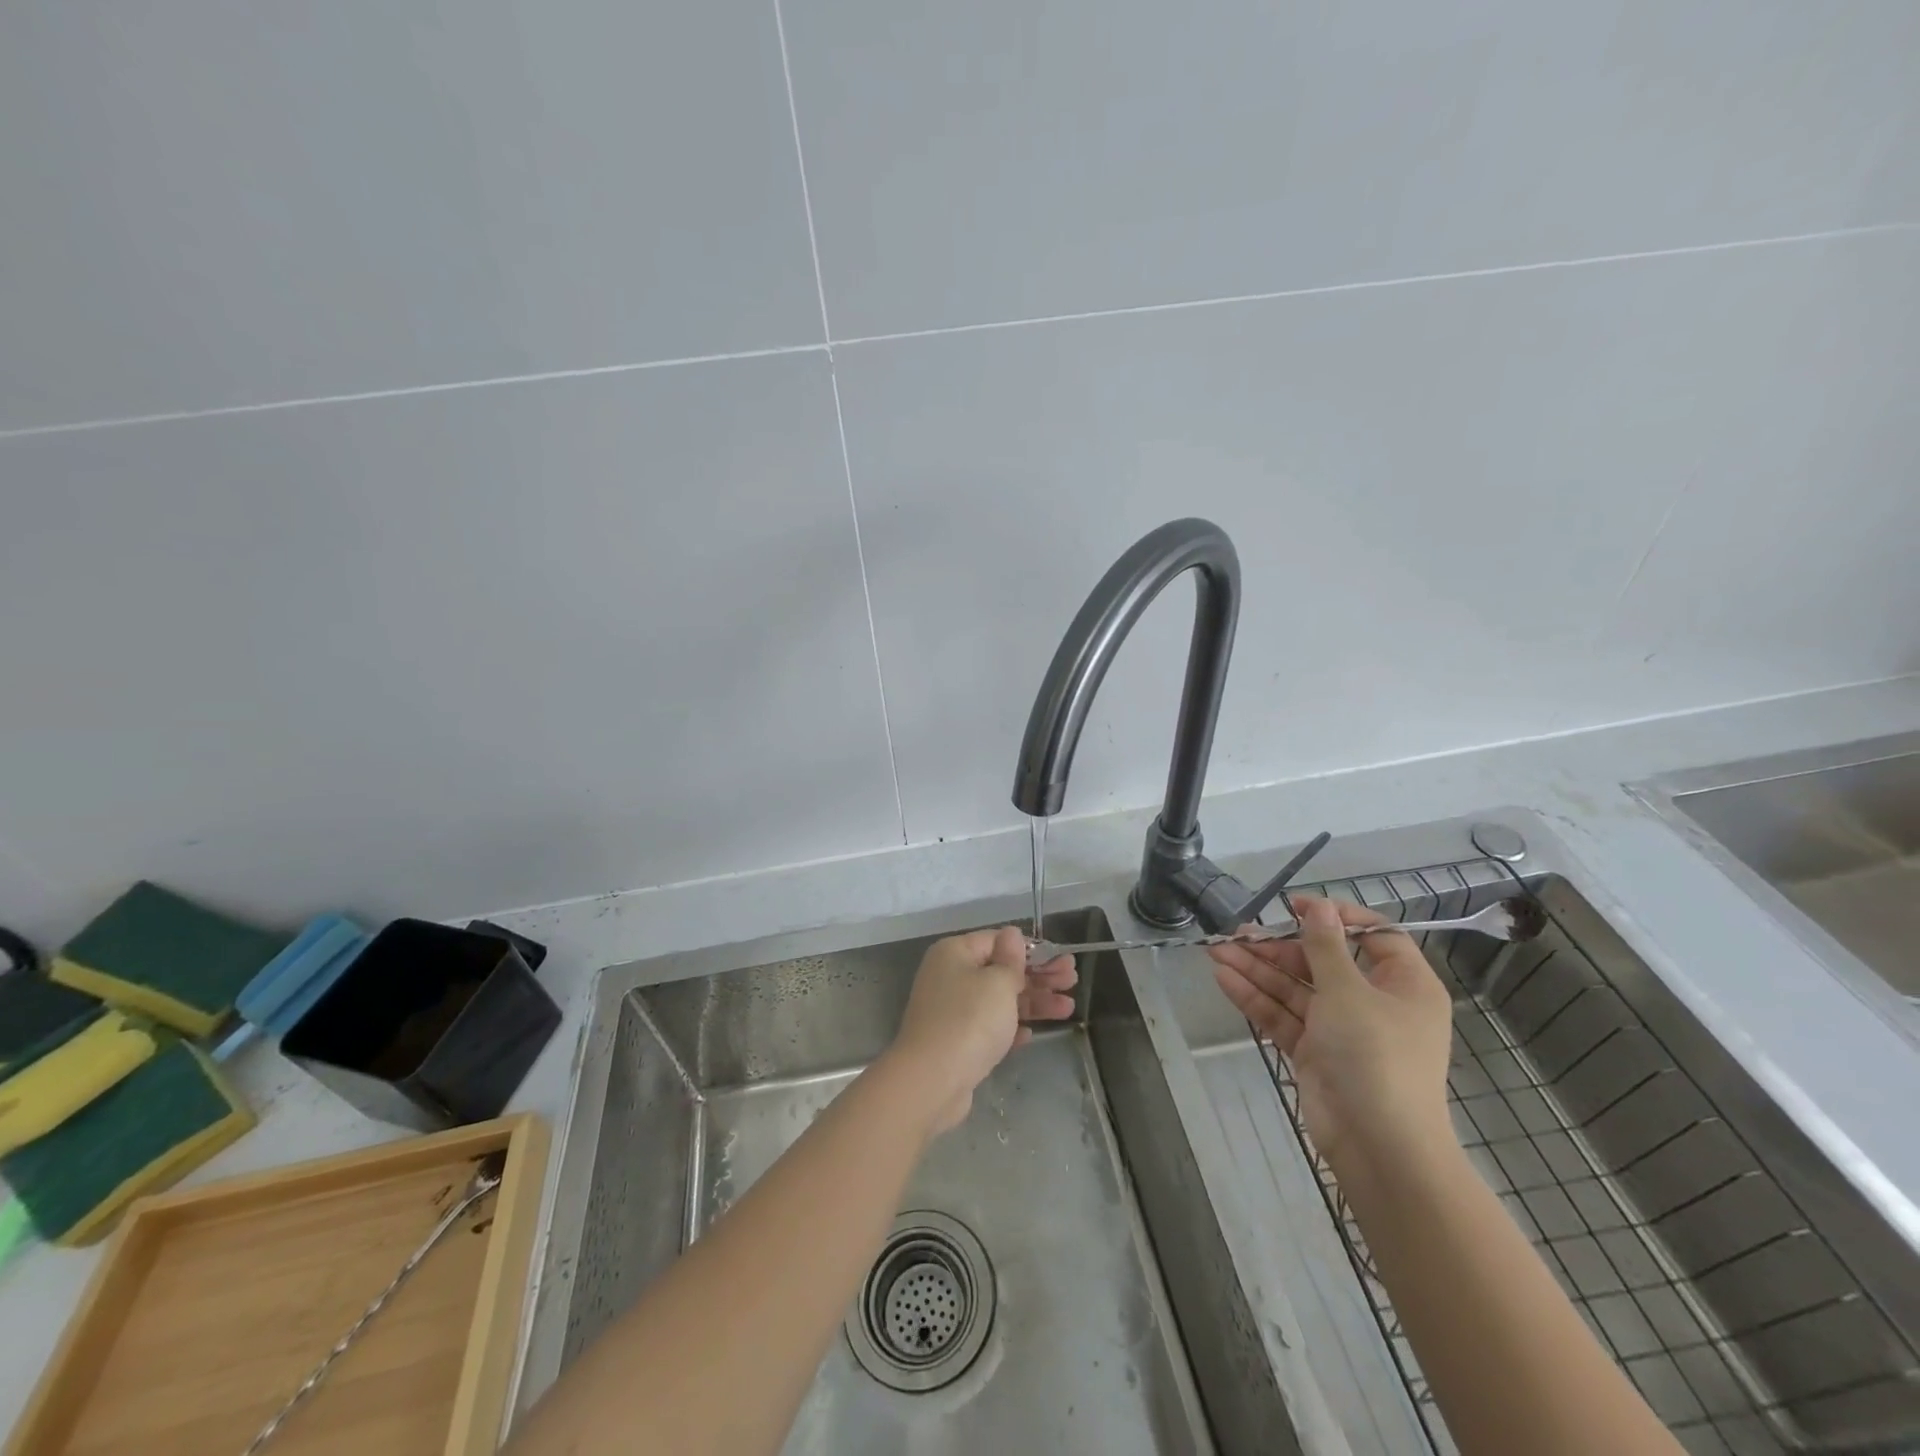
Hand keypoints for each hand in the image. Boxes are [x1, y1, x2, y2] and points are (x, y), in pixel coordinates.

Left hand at [884, 926, 1077, 1134]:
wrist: (932, 1081)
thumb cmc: (969, 1020)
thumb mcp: (998, 983)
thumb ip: (1011, 959)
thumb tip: (1012, 934)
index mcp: (955, 953)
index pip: (997, 940)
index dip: (1030, 948)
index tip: (1060, 958)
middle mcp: (950, 976)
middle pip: (1000, 970)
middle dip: (1038, 975)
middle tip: (1072, 980)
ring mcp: (952, 1010)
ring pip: (999, 1000)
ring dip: (1033, 1002)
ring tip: (1068, 1008)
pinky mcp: (956, 1041)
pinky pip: (989, 1027)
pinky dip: (1010, 1027)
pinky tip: (1031, 1034)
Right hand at [1209, 896, 1454, 1178]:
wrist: (1379, 1146)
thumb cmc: (1376, 1056)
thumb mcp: (1349, 991)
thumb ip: (1325, 946)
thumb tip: (1318, 906)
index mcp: (1402, 984)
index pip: (1374, 936)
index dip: (1334, 917)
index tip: (1294, 906)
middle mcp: (1374, 1002)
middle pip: (1321, 962)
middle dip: (1277, 947)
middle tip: (1237, 932)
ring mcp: (1342, 1029)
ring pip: (1295, 988)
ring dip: (1257, 969)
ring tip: (1216, 950)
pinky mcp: (1314, 1052)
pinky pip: (1283, 1015)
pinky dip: (1255, 997)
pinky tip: (1223, 977)